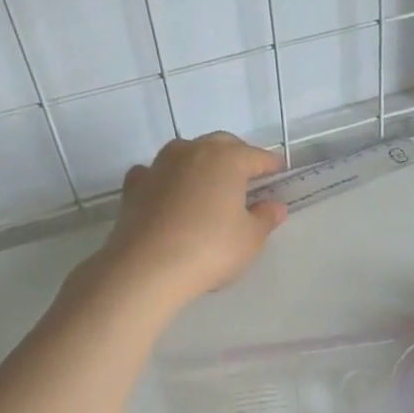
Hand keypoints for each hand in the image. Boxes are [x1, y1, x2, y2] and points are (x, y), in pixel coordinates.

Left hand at [85, 132, 286, 311]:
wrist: (147, 267)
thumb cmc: (209, 249)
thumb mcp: (250, 239)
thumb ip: (265, 219)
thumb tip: (275, 207)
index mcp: (227, 160)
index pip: (256, 156)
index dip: (270, 164)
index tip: (279, 171)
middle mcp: (193, 152)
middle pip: (220, 145)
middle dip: (236, 156)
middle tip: (246, 175)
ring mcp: (160, 166)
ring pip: (185, 152)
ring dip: (200, 161)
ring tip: (207, 181)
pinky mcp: (135, 185)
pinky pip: (155, 172)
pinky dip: (166, 178)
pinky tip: (168, 192)